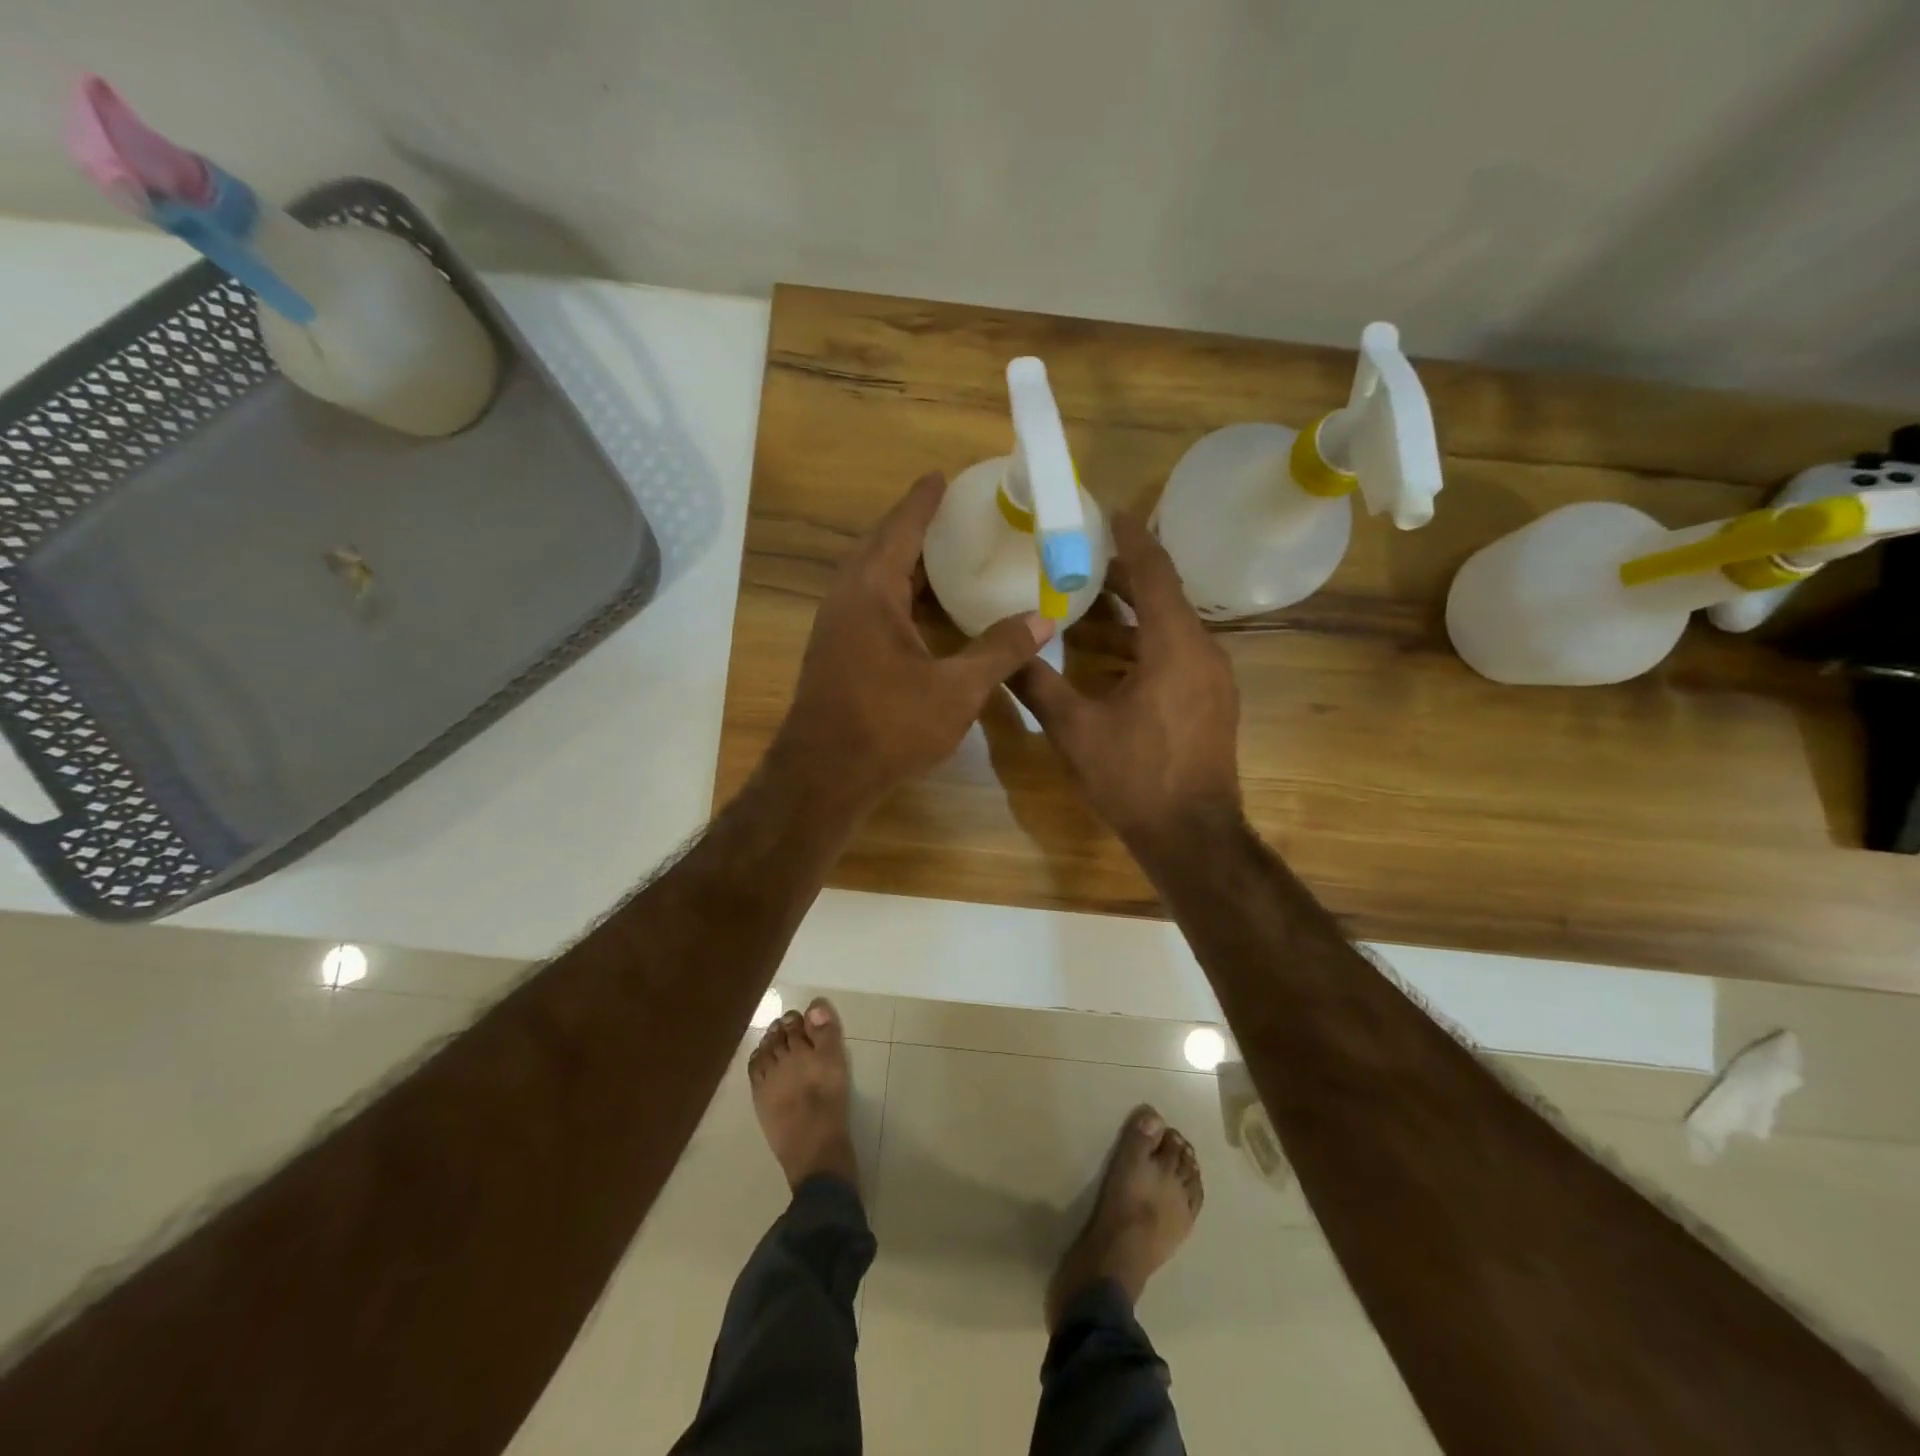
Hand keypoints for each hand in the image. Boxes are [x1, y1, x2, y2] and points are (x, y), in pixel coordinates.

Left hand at [776, 472, 1053, 807]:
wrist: (824, 776)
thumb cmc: (888, 726)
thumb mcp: (956, 689)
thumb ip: (999, 651)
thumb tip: (1043, 620)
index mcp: (871, 592)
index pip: (900, 529)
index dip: (923, 501)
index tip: (941, 476)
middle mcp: (846, 599)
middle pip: (880, 546)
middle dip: (912, 526)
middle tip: (950, 514)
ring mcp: (835, 627)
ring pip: (870, 578)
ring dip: (902, 561)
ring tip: (941, 556)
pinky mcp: (834, 652)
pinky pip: (867, 604)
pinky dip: (895, 593)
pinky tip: (921, 611)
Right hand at [1011, 514, 1241, 848]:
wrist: (1191, 835)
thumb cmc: (1134, 778)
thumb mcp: (1075, 730)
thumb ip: (1037, 685)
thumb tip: (1003, 654)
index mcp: (1174, 646)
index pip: (1155, 573)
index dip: (1131, 539)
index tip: (1108, 513)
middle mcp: (1202, 651)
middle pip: (1163, 596)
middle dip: (1122, 577)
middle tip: (1078, 562)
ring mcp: (1212, 677)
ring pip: (1169, 627)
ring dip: (1129, 616)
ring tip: (1082, 611)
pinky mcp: (1211, 700)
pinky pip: (1176, 654)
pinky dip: (1143, 645)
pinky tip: (1105, 661)